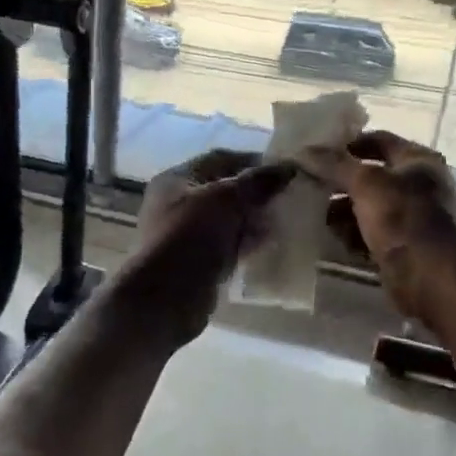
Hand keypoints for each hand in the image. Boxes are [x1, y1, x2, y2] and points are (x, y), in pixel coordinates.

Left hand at [126, 149, 296, 341]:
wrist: (166, 297)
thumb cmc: (192, 236)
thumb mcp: (227, 200)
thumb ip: (258, 182)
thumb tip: (289, 167)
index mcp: (176, 179)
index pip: (219, 159)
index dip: (252, 161)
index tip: (283, 170)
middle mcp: (177, 203)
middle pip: (223, 190)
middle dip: (255, 193)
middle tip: (288, 197)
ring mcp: (185, 234)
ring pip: (227, 220)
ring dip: (253, 220)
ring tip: (284, 221)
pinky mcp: (196, 261)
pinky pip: (227, 245)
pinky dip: (246, 244)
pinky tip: (269, 245)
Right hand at [299, 131, 455, 325]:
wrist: (436, 280)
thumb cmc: (406, 220)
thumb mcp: (368, 184)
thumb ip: (335, 165)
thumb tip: (303, 151)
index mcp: (417, 161)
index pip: (378, 141)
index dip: (346, 143)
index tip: (314, 152)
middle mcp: (416, 186)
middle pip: (369, 176)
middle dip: (338, 181)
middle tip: (305, 184)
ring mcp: (409, 219)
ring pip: (366, 208)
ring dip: (340, 210)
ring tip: (310, 213)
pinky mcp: (399, 248)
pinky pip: (367, 235)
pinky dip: (349, 235)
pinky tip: (327, 238)